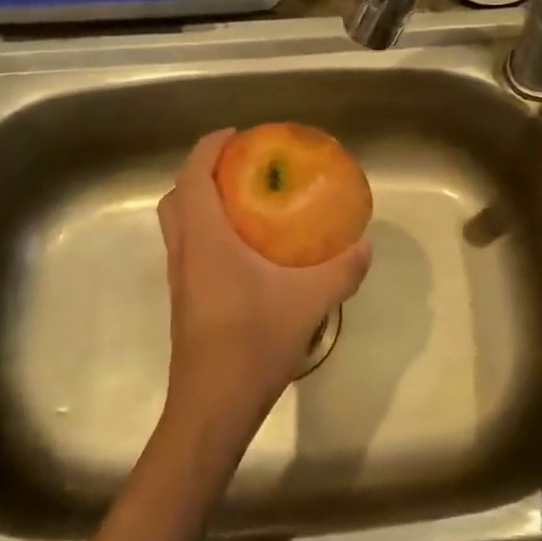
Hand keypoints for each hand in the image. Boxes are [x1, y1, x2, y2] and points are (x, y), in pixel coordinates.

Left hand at [156, 130, 372, 452]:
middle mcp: (184, 252)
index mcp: (205, 240)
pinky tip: (244, 250)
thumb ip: (341, 271)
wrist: (213, 405)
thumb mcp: (309, 302)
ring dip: (201, 202)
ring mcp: (180, 278)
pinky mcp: (185, 300)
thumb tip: (364, 244)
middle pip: (177, 196)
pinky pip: (189, 248)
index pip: (194, 177)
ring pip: (179, 224)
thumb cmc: (253, 343)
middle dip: (201, 171)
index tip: (236, 135)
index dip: (209, 147)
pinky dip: (206, 231)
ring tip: (243, 201)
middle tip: (239, 167)